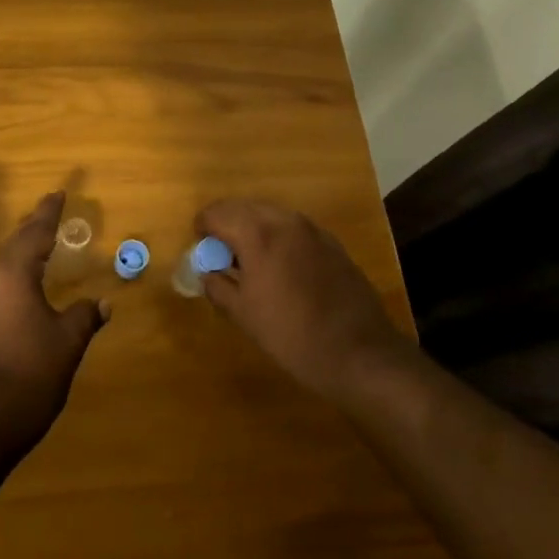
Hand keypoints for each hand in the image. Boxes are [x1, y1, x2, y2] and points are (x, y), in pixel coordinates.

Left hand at [0, 192, 109, 451]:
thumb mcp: (68, 341)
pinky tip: (26, 286)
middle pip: (15, 245)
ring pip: (4, 266)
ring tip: (41, 246)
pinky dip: (16, 276)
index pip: (35, 233)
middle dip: (34, 229)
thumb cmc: (32, 371)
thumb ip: (86, 316)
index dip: (49, 213)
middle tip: (50, 214)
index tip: (59, 193)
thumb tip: (103, 304)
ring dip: (23, 253)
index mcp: (13, 275)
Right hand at [194, 199, 406, 399]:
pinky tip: (280, 267)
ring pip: (270, 214)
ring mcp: (312, 230)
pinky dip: (278, 236)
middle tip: (221, 254)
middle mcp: (284, 221)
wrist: (357, 352)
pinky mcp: (331, 243)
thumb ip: (217, 286)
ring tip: (249, 260)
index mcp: (257, 235)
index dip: (202, 228)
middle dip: (227, 224)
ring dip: (252, 228)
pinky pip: (293, 227)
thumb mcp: (243, 314)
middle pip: (243, 207)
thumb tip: (206, 273)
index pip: (216, 214)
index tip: (201, 249)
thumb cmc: (290, 335)